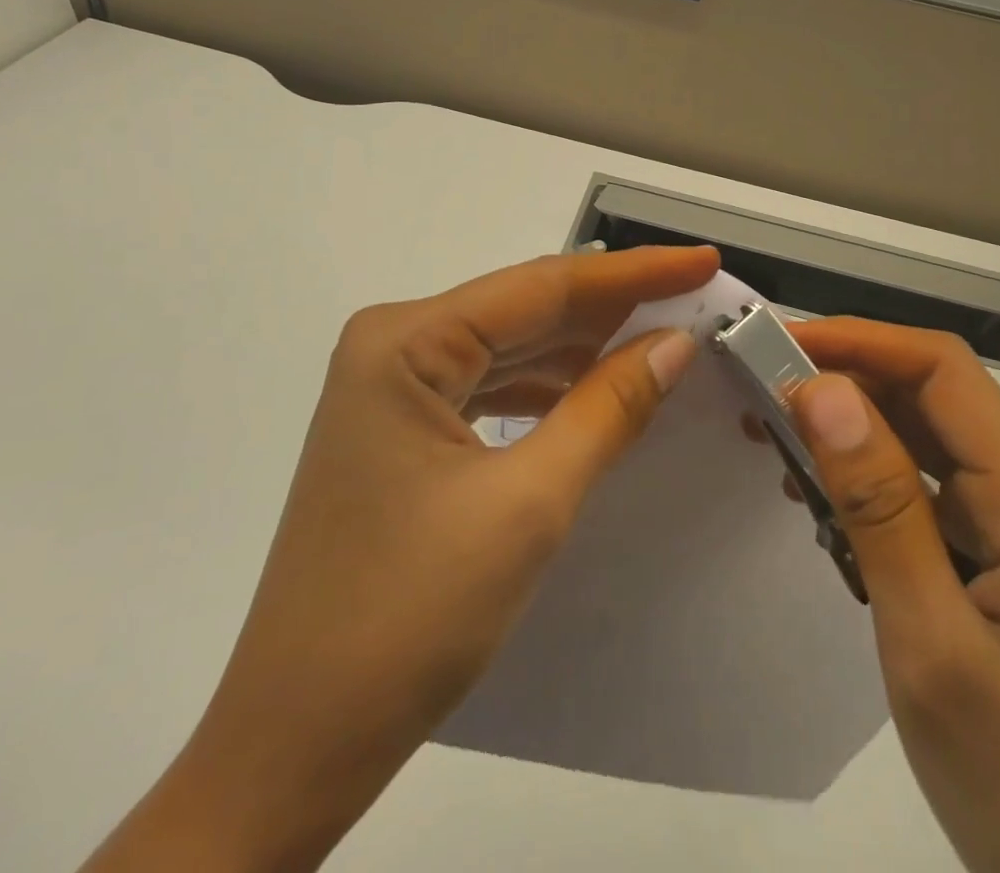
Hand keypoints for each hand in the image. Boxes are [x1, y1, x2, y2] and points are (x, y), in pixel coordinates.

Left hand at [81, 244, 718, 872]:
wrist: (298, 739)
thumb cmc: (410, 616)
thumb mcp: (529, 503)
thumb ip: (608, 408)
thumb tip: (676, 343)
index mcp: (405, 340)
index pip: (541, 285)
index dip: (633, 273)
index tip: (702, 260)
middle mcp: (392, 344)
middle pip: (524, 310)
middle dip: (612, 307)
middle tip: (695, 298)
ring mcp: (392, 386)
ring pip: (509, 346)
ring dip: (583, 347)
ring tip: (661, 338)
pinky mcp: (401, 427)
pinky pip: (489, 386)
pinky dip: (546, 387)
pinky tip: (594, 390)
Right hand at [785, 319, 999, 872]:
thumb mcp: (933, 647)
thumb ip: (880, 509)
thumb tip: (822, 390)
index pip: (942, 370)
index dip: (859, 340)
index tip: (777, 346)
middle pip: (930, 396)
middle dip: (842, 379)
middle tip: (757, 393)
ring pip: (923, 438)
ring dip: (847, 428)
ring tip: (773, 439)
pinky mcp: (998, 559)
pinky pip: (924, 488)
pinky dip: (864, 478)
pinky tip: (818, 500)